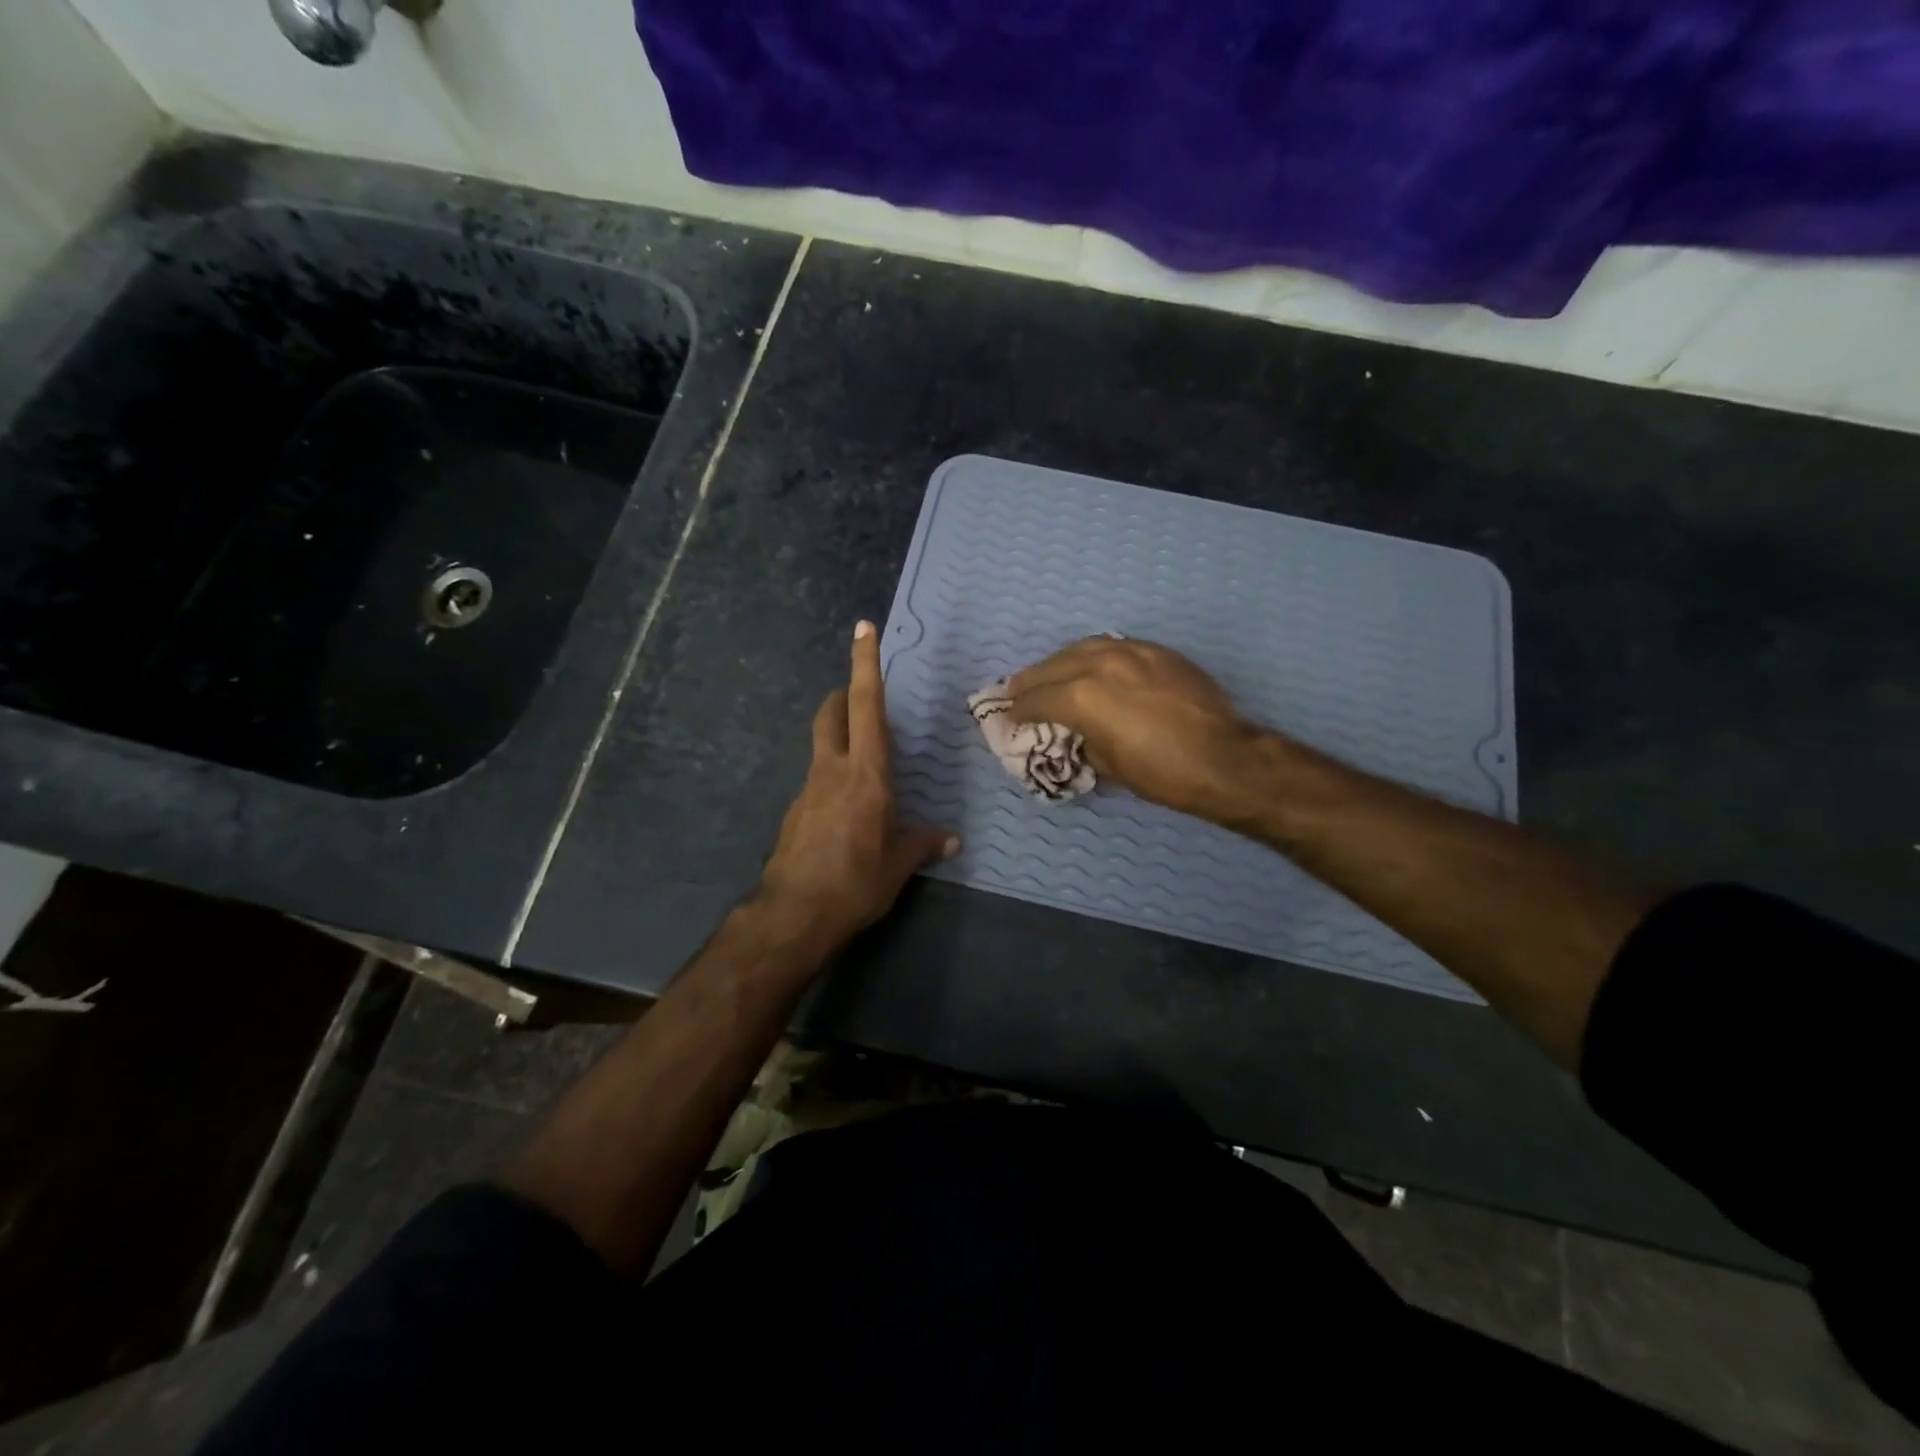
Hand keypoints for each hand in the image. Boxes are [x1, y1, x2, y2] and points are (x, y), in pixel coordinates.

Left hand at [757, 621, 957, 949]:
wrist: (794, 914)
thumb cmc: (856, 882)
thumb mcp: (898, 864)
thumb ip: (924, 844)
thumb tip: (951, 841)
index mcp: (867, 773)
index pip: (866, 705)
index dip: (865, 664)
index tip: (863, 628)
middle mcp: (834, 770)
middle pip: (831, 714)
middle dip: (841, 694)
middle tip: (858, 696)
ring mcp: (809, 789)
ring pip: (823, 747)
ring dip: (839, 740)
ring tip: (864, 767)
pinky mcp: (795, 812)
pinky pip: (817, 782)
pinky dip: (833, 781)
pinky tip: (847, 814)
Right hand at [1009, 637, 1260, 818]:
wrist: (1224, 758)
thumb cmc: (1162, 773)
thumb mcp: (1108, 764)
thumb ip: (1082, 740)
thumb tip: (1074, 732)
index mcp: (1081, 696)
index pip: (1036, 699)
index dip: (1018, 710)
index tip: (1007, 715)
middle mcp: (1099, 664)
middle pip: (1052, 667)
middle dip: (1029, 681)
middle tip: (1014, 690)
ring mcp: (1131, 651)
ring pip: (1081, 648)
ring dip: (1059, 662)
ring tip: (1048, 673)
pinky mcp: (1156, 651)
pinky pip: (1112, 647)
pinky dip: (1092, 656)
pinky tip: (1090, 665)